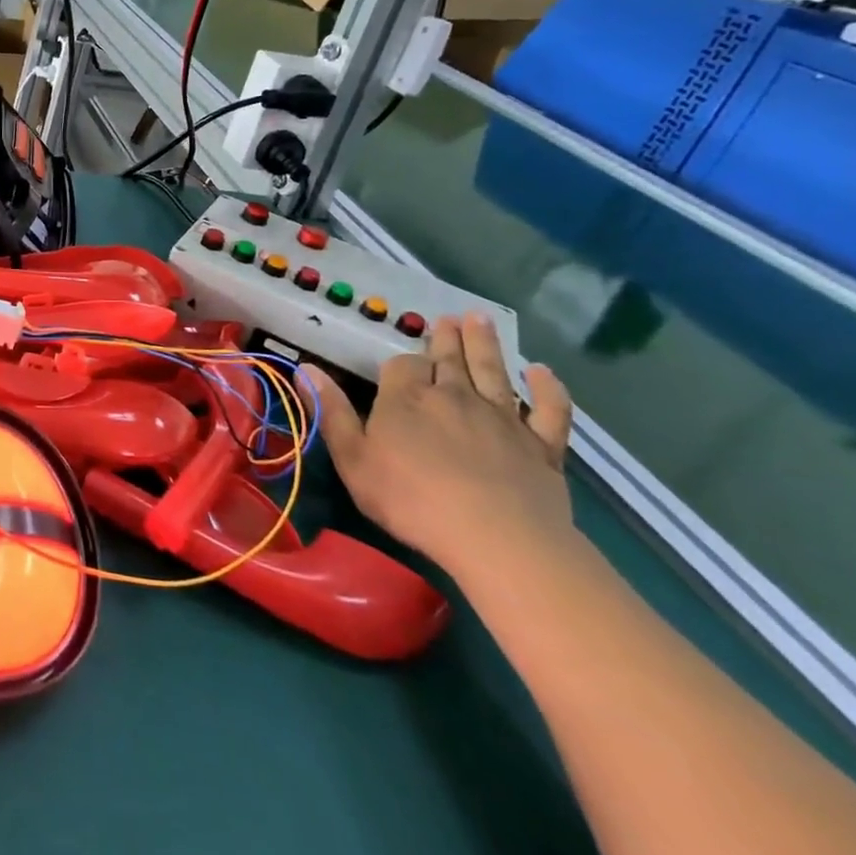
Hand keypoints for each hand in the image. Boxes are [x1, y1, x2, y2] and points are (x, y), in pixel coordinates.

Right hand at [301, 314, 573, 582]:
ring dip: (485, 344)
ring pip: (492, 371)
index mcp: (406, 398)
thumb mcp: (353, 459)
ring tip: (479, 319)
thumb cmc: (411, 499)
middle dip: (446, 339)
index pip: (402, 365)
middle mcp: (454, 396)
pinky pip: (549, 409)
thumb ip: (332, 412)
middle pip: (449, 359)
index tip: (400, 365)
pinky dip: (548, 388)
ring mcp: (502, 417)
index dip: (401, 362)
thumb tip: (306, 368)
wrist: (495, 536)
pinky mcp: (541, 444)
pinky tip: (543, 372)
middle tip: (449, 318)